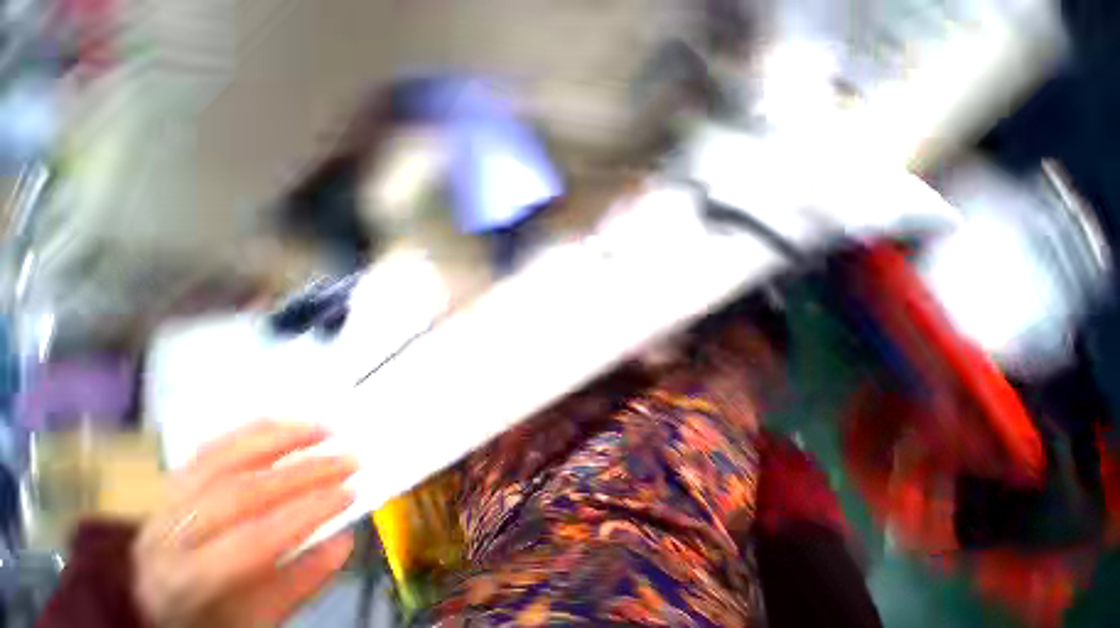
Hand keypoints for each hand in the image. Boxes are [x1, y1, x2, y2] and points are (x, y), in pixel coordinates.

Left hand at [133, 421, 356, 626]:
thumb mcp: (255, 620)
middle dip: (302, 472)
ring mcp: (163, 505)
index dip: (303, 514)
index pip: (250, 541)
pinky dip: (251, 432)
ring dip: (277, 439)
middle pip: (237, 493)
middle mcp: (166, 538)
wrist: (154, 605)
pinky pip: (210, 449)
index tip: (351, 493)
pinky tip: (285, 424)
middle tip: (349, 459)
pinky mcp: (171, 484)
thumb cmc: (210, 620)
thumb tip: (343, 541)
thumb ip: (297, 585)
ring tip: (323, 429)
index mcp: (185, 583)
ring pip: (218, 460)